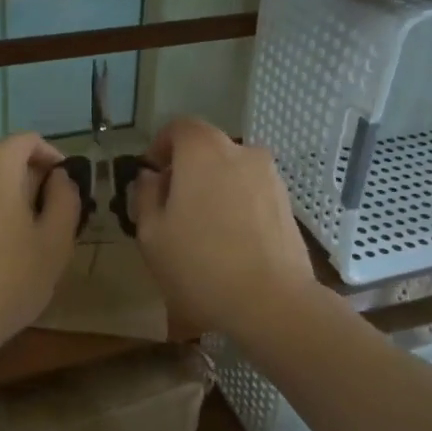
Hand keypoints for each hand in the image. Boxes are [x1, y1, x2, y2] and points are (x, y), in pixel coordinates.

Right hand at [132, 117, 315, 335]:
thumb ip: (145, 196)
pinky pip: (251, 191)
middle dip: (187, 168)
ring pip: (232, 170)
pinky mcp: (286, 203)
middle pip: (207, 148)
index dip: (161, 145)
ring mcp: (269, 177)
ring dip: (213, 187)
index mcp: (204, 151)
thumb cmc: (200, 265)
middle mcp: (241, 152)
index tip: (152, 174)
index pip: (180, 127)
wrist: (271, 302)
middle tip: (171, 205)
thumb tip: (151, 178)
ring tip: (201, 227)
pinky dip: (236, 204)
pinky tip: (229, 240)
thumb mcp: (152, 234)